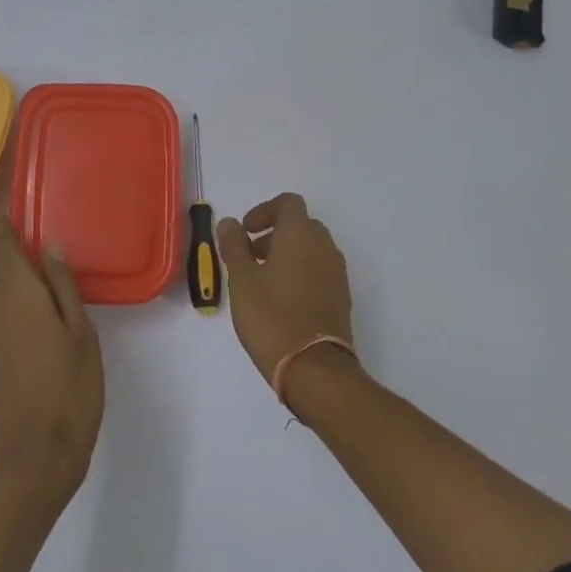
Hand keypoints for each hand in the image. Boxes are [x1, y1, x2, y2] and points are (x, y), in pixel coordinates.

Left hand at [0, 215, 103, 507]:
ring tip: (17, 268)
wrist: (31, 454)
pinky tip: (6, 303)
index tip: (23, 217)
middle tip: (25, 240)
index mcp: (13, 289)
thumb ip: (62, 284)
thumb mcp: (81, 332)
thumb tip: (48, 245)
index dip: (6, 223)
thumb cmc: (69, 389)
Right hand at [217, 193, 355, 389]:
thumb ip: (234, 246)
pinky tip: (280, 300)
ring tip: (261, 280)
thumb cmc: (271, 316)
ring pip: (311, 249)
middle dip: (274, 233)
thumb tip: (229, 223)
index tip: (245, 231)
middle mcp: (324, 247)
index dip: (264, 210)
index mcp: (300, 235)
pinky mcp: (341, 297)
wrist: (314, 368)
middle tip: (249, 255)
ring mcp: (337, 273)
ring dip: (287, 254)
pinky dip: (300, 273)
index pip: (288, 203)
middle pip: (301, 225)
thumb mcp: (241, 280)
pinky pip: (319, 271)